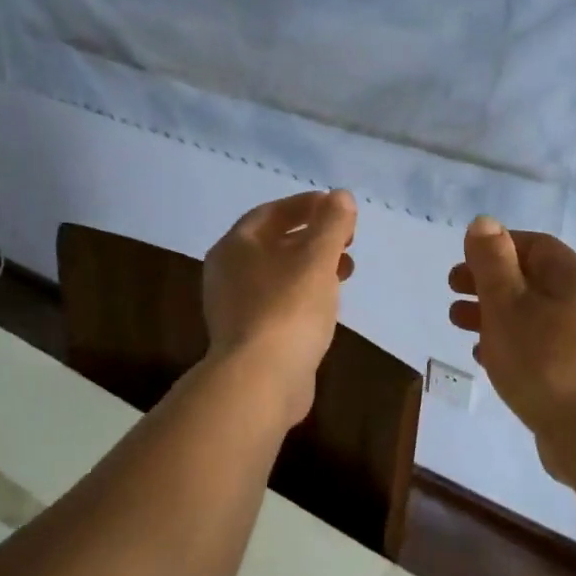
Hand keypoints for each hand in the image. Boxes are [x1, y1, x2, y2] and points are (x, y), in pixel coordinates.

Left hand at [203, 189, 356, 426]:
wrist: (260, 380)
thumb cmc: (288, 308)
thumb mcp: (317, 258)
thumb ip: (331, 223)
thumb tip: (341, 196)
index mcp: (236, 246)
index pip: (271, 212)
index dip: (306, 205)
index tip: (338, 207)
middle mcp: (228, 272)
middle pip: (274, 243)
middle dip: (313, 237)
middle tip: (347, 240)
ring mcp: (235, 307)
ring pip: (279, 275)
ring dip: (313, 267)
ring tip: (346, 272)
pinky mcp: (249, 336)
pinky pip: (279, 303)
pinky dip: (304, 294)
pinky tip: (327, 304)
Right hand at [448, 217, 575, 467]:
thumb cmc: (544, 361)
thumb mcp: (508, 304)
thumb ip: (492, 262)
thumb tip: (484, 223)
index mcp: (575, 279)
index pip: (535, 246)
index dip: (497, 247)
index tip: (463, 262)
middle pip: (532, 280)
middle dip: (489, 282)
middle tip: (452, 292)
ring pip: (533, 315)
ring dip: (494, 314)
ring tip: (458, 324)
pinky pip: (541, 347)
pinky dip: (511, 343)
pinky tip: (485, 357)